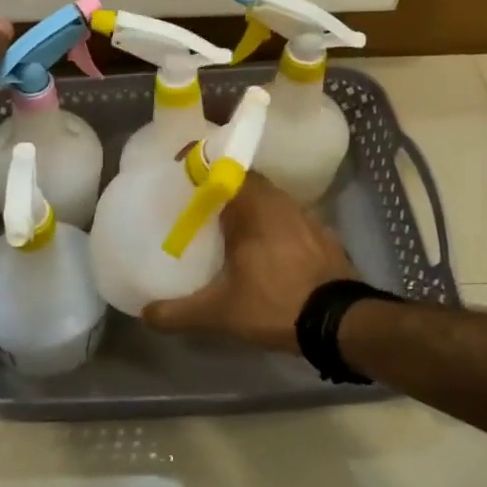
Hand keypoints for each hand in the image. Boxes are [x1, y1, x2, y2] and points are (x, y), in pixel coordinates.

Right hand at [143, 173, 357, 352]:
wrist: (341, 322)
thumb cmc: (276, 304)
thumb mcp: (221, 313)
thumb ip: (180, 312)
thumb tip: (146, 314)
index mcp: (252, 207)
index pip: (223, 167)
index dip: (200, 164)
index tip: (179, 170)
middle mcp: (278, 202)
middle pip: (245, 181)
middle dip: (221, 188)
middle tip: (198, 204)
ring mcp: (304, 216)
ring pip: (268, 199)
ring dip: (248, 206)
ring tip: (226, 226)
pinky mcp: (322, 234)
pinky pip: (287, 218)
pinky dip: (271, 224)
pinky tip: (263, 248)